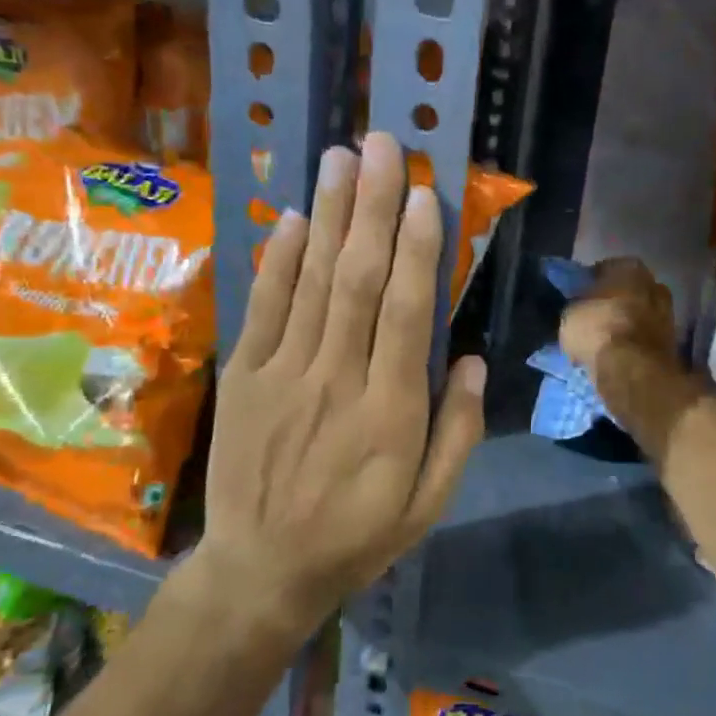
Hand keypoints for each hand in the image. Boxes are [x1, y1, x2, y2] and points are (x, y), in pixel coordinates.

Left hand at [195, 131, 485, 635]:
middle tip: (382, 145)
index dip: (417, 250)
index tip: (423, 194)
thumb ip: (457, 431)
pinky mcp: (245, 377)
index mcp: (391, 413)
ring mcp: (284, 375)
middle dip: (373, 208)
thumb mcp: (429, 504)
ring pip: (312, 282)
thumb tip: (470, 357)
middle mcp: (338, 381)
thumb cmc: (357, 536)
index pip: (407, 314)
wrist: (261, 571)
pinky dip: (280, 260)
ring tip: (341, 156)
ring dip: (330, 215)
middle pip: (358, 281)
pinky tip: (298, 217)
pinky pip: (264, 308)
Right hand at [559, 257, 675, 379]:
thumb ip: (577, 306)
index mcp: (629, 268)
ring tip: (606, 340)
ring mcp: (668, 314)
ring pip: (640, 315)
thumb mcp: (570, 314)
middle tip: (595, 317)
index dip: (591, 283)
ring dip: (626, 324)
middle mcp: (654, 284)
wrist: (633, 369)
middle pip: (629, 291)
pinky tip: (619, 354)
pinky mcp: (672, 343)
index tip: (579, 297)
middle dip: (614, 302)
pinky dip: (635, 343)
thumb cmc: (598, 329)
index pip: (606, 268)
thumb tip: (578, 310)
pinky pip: (646, 337)